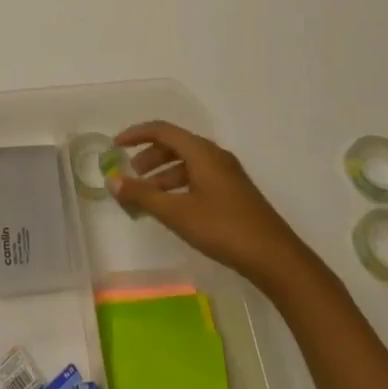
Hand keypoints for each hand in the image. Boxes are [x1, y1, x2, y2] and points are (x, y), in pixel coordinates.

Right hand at [110, 121, 309, 288]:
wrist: (275, 258)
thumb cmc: (223, 228)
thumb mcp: (177, 212)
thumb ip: (143, 195)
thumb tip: (112, 180)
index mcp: (201, 151)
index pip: (162, 130)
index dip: (136, 134)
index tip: (115, 146)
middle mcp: (214, 155)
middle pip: (174, 145)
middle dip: (148, 158)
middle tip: (130, 176)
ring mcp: (227, 174)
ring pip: (187, 164)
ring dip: (163, 175)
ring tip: (146, 198)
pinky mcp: (233, 193)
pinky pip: (198, 178)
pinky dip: (178, 186)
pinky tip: (172, 209)